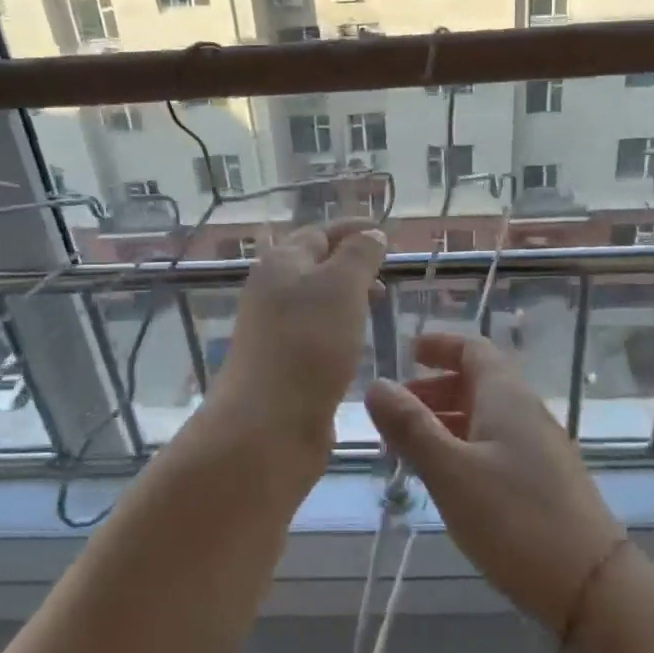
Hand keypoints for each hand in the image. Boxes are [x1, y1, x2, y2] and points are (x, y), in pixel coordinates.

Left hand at [210, 220, 387, 453]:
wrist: (268, 423)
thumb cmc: (309, 342)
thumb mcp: (342, 285)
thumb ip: (360, 254)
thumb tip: (371, 233)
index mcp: (282, 262)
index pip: (319, 232)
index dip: (352, 229)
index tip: (384, 233)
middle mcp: (272, 291)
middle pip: (313, 266)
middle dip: (350, 263)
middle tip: (386, 274)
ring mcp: (273, 330)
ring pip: (314, 301)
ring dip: (345, 297)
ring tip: (377, 306)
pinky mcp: (281, 365)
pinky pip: (314, 334)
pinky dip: (338, 329)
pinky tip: (356, 343)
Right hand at [365, 332, 625, 635]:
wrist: (592, 586)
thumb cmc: (515, 518)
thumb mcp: (451, 471)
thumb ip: (411, 428)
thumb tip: (377, 385)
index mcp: (506, 396)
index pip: (473, 349)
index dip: (440, 345)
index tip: (407, 352)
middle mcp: (526, 412)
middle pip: (477, 383)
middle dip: (434, 389)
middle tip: (394, 412)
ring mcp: (540, 448)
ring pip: (485, 418)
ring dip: (446, 422)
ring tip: (409, 449)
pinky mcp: (545, 482)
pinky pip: (496, 446)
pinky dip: (464, 448)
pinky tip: (446, 480)